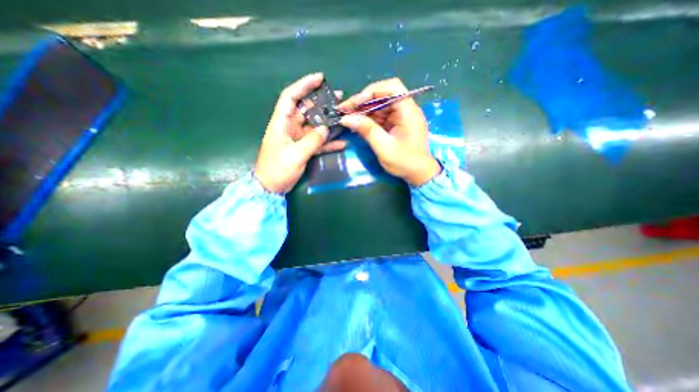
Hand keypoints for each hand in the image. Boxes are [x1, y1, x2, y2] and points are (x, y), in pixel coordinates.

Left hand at [254, 72, 346, 191]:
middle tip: (339, 99)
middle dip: (322, 103)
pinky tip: (341, 142)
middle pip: (306, 110)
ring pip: (315, 126)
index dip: (304, 85)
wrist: (271, 188)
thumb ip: (312, 141)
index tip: (320, 78)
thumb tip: (325, 128)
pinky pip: (317, 142)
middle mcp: (289, 127)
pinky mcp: (303, 149)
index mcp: (281, 123)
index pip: (291, 97)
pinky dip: (328, 142)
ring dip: (328, 122)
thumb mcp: (295, 155)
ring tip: (343, 117)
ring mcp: (297, 139)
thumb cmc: (277, 169)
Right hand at [337, 79, 437, 186]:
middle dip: (363, 101)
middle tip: (345, 110)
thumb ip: (367, 131)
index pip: (391, 88)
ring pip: (379, 105)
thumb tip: (346, 118)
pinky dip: (368, 118)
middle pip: (383, 95)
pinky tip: (357, 123)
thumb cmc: (405, 162)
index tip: (354, 103)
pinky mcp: (396, 124)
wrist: (418, 174)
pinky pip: (380, 116)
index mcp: (408, 111)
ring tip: (347, 117)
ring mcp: (401, 116)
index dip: (371, 92)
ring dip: (363, 110)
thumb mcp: (384, 148)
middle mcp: (405, 109)